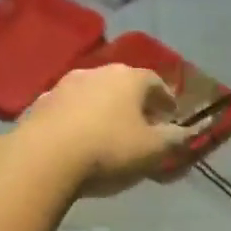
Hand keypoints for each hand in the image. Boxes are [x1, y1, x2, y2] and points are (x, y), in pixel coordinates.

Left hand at [17, 64, 193, 195]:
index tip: (171, 115)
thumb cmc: (108, 150)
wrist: (43, 158)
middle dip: (134, 102)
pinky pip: (68, 108)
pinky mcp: (40, 103)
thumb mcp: (153, 150)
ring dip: (103, 108)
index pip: (156, 82)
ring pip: (93, 93)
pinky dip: (78, 118)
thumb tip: (190, 132)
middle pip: (123, 84)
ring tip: (108, 131)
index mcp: (129, 78)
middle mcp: (97, 72)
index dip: (166, 99)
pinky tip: (78, 138)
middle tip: (141, 124)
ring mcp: (64, 84)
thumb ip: (175, 139)